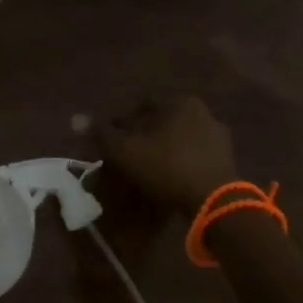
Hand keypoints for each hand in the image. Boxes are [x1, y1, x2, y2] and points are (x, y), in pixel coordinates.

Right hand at [96, 96, 238, 214]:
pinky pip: (196, 154)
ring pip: (180, 136)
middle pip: (162, 119)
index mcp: (178, 102)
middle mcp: (201, 111)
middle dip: (144, 134)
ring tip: (149, 168)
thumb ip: (101, 133)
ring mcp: (218, 134)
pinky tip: (172, 177)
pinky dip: (182, 161)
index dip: (124, 121)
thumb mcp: (126, 150)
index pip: (143, 104)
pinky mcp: (227, 158)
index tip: (113, 139)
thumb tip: (75, 118)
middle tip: (129, 154)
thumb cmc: (166, 166)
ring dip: (164, 148)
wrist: (214, 200)